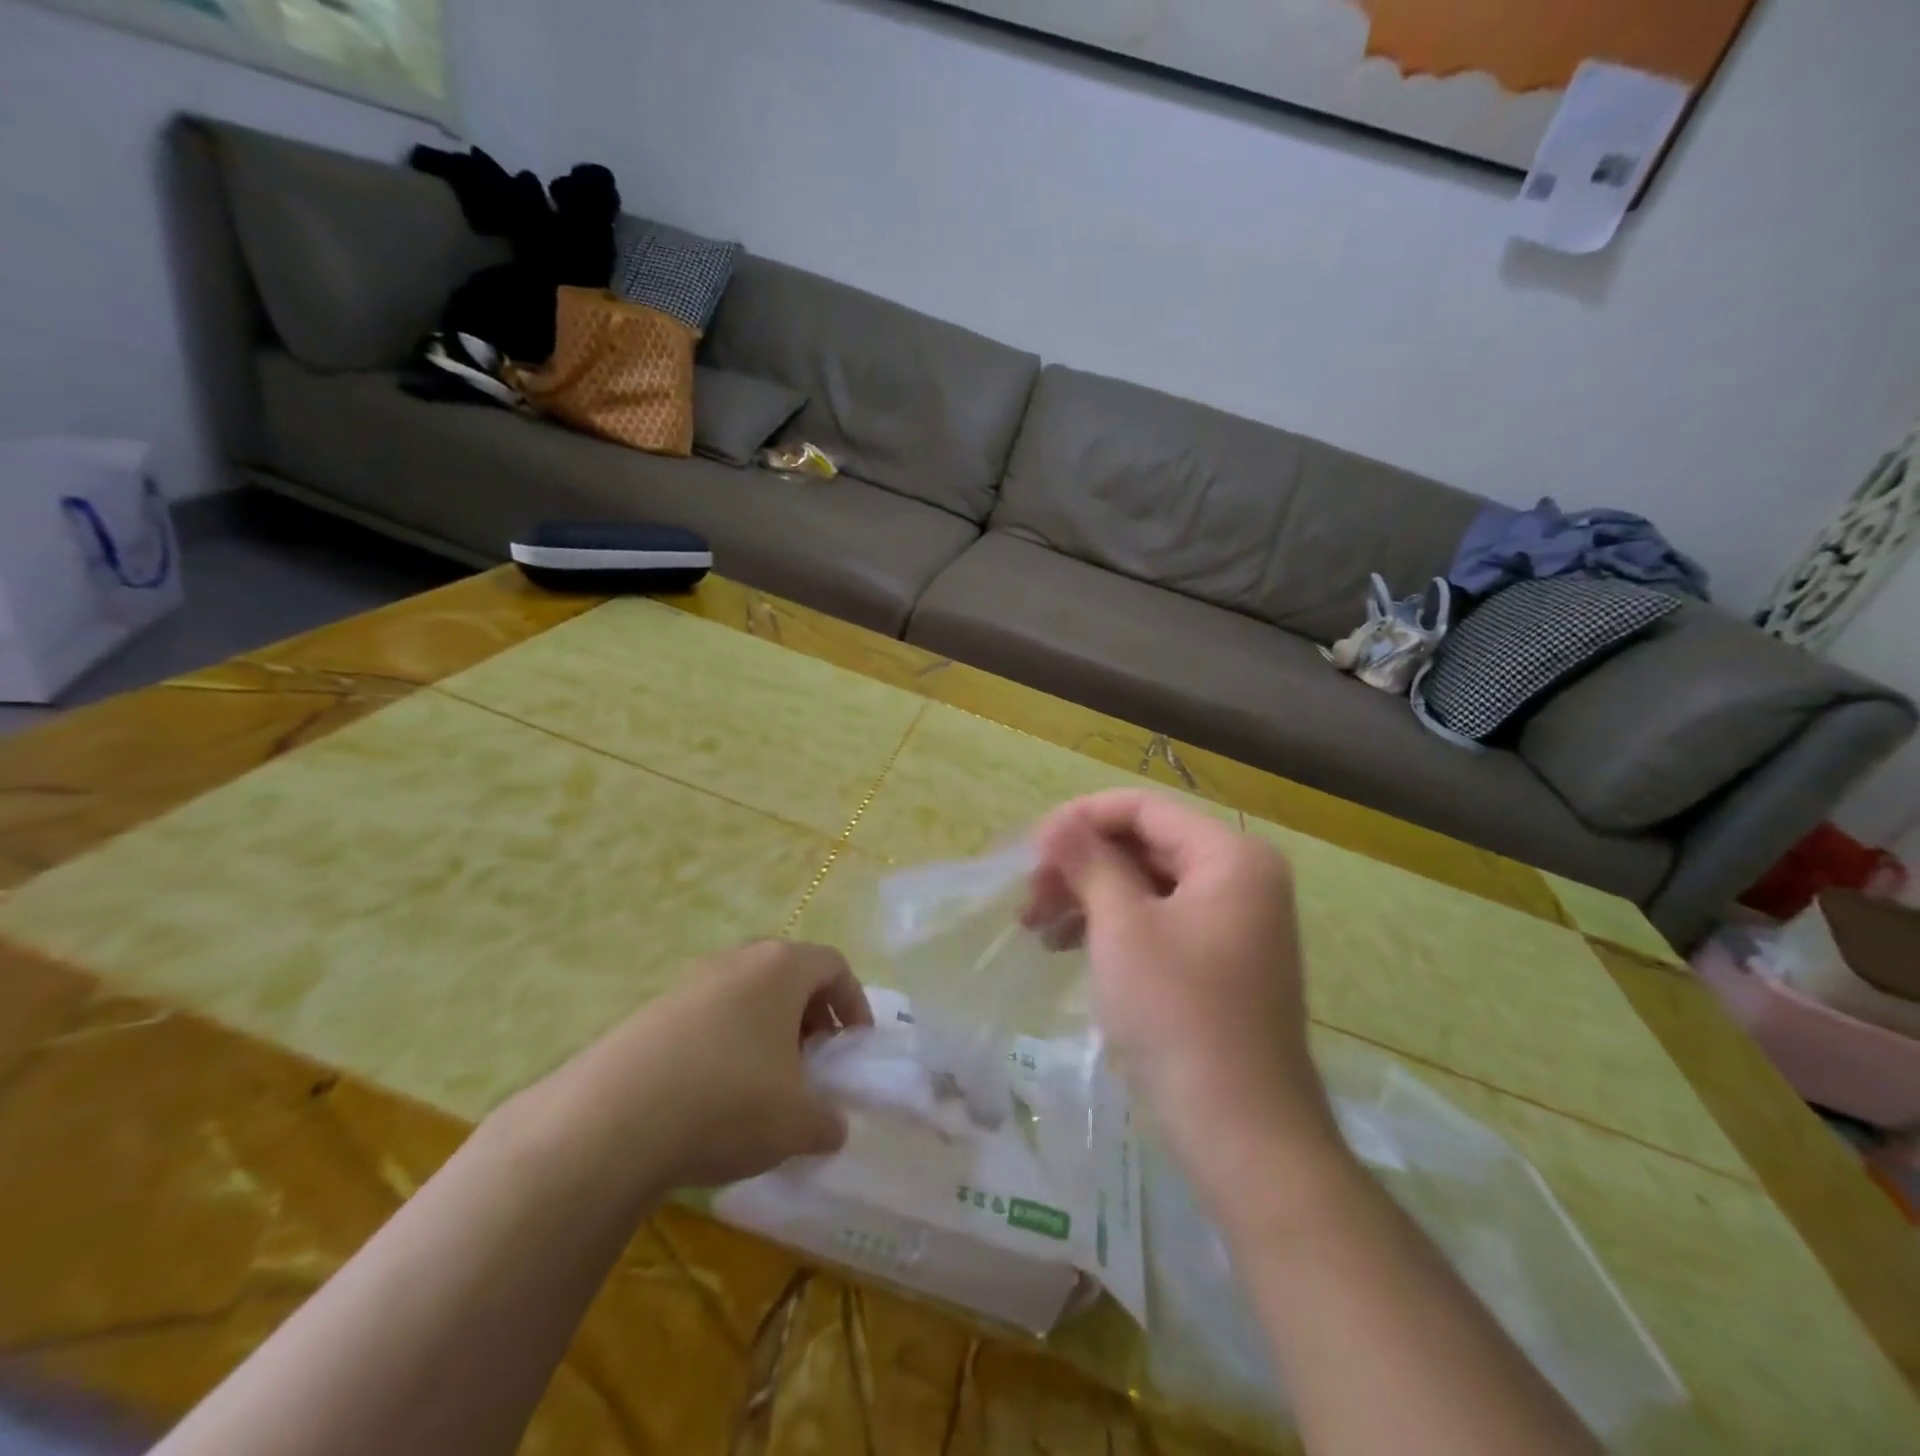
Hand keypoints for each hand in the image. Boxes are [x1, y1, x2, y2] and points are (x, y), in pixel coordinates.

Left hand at [591, 940, 872, 1188]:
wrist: (611, 1120)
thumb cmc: (728, 1101)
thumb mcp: (797, 1124)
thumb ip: (827, 1122)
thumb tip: (831, 1127)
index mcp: (781, 967)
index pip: (834, 965)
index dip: (853, 1003)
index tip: (853, 1045)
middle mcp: (737, 960)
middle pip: (788, 974)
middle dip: (808, 1015)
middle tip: (813, 1061)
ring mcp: (690, 982)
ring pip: (745, 994)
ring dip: (765, 1030)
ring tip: (765, 1082)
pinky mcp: (652, 1011)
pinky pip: (707, 1016)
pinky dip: (725, 1043)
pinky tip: (713, 1093)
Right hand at [1027, 790, 1337, 1196]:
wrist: (1243, 1132)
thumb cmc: (1180, 1014)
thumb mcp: (1123, 928)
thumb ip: (1090, 863)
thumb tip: (1057, 823)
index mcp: (1230, 856)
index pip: (1143, 808)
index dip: (1081, 818)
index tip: (1031, 848)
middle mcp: (1239, 877)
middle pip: (1145, 844)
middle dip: (1081, 864)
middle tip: (1028, 894)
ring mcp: (1233, 921)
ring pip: (1146, 884)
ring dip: (1089, 896)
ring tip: (1035, 924)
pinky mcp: (1218, 959)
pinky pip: (1158, 920)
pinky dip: (1113, 926)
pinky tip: (1066, 946)